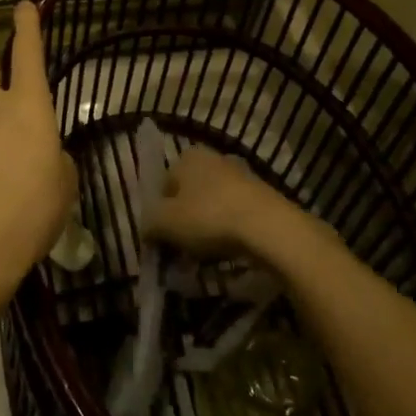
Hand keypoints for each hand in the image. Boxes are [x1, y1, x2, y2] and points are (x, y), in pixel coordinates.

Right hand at [149, 146, 305, 259]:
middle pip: (189, 196)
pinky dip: (229, 232)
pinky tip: (229, 253)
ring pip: (212, 206)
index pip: (163, 186)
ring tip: (206, 258)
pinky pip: (235, 215)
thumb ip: (149, 224)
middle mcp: (213, 158)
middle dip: (184, 224)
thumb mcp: (165, 223)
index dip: (160, 216)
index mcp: (187, 157)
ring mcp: (240, 174)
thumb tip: (147, 229)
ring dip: (206, 230)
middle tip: (183, 253)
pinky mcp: (262, 194)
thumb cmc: (209, 217)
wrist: (268, 227)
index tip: (164, 241)